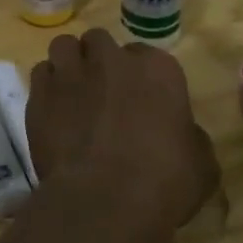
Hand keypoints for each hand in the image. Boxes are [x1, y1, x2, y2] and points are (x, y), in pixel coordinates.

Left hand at [27, 28, 218, 240]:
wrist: (105, 200)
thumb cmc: (164, 182)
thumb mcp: (202, 164)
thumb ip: (190, 137)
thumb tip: (182, 134)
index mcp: (158, 69)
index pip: (146, 56)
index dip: (140, 78)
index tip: (139, 101)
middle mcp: (111, 60)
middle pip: (101, 42)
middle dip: (101, 61)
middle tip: (103, 94)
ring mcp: (71, 72)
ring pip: (65, 46)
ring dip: (70, 63)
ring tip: (72, 92)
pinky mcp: (40, 93)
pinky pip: (41, 74)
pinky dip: (46, 86)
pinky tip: (52, 109)